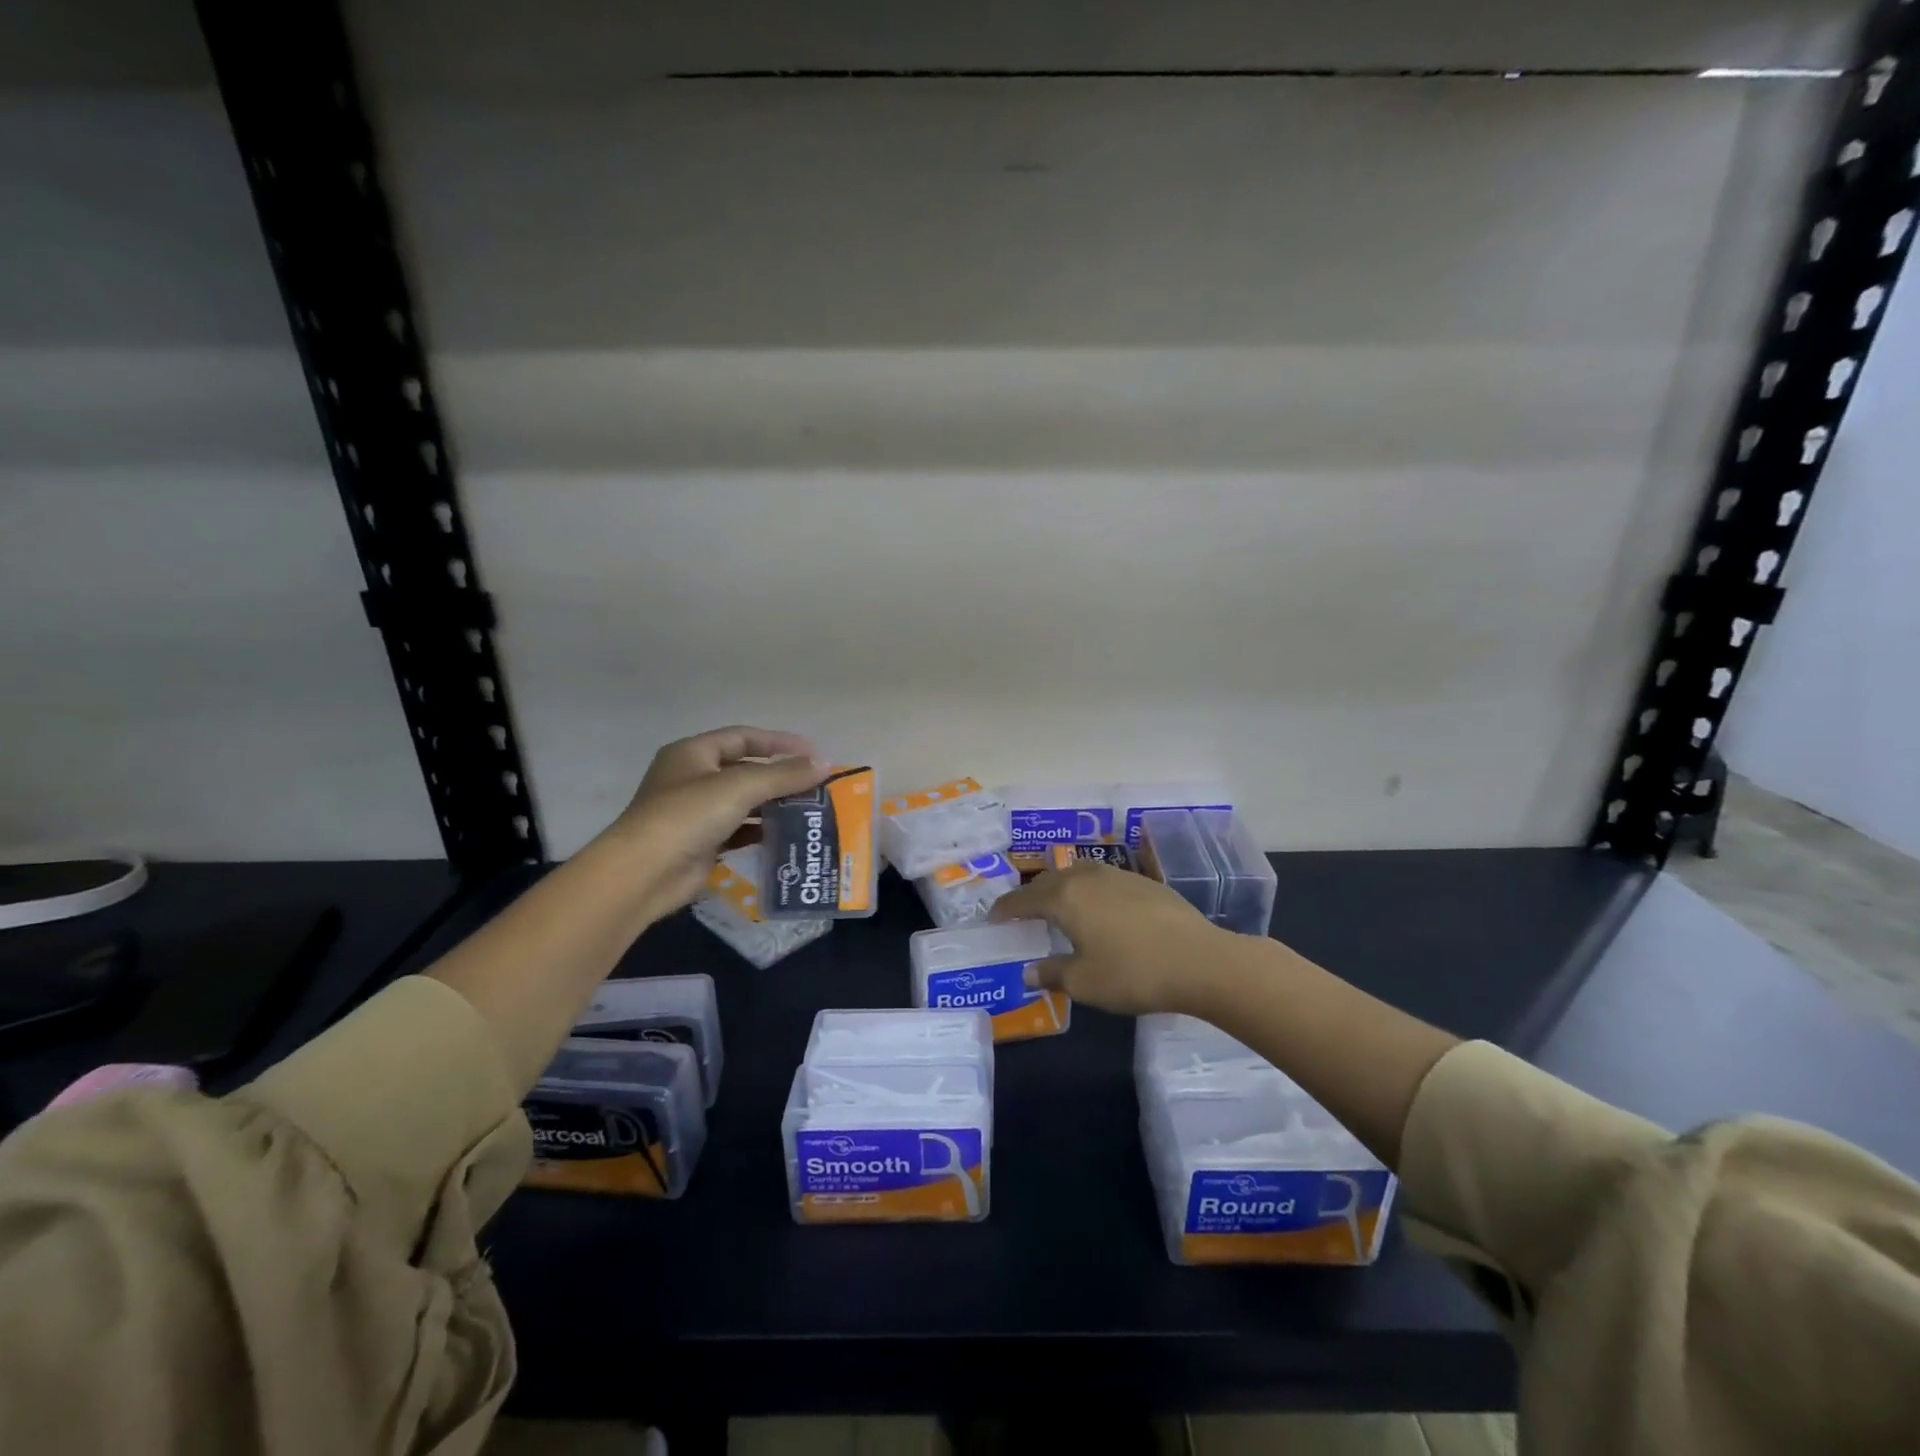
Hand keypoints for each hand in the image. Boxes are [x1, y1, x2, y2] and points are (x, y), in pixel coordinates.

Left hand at [600, 725, 826, 919]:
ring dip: (774, 805)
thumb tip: (824, 764)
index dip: (779, 742)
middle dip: (781, 777)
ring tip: (810, 811)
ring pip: (744, 802)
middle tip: (816, 786)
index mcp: (693, 753)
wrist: (644, 874)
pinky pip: (740, 830)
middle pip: (746, 770)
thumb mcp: (740, 787)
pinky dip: (762, 831)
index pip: (743, 737)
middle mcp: (693, 778)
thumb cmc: (688, 816)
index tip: (813, 754)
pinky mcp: (702, 843)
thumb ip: (784, 775)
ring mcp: (696, 813)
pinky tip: (787, 835)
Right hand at [989, 864, 1236, 1016]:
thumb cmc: (1133, 973)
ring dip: (1061, 888)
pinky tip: (1099, 911)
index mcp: (1064, 898)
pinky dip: (1089, 892)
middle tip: (1022, 913)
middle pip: (1049, 880)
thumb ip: (1052, 974)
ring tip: (1059, 908)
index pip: (1023, 899)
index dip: (1005, 909)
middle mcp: (1087, 877)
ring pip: (1078, 875)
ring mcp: (1118, 876)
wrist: (1200, 960)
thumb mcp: (1084, 983)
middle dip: (1031, 895)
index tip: (992, 918)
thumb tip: (1028, 971)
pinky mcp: (1145, 883)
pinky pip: (1103, 881)